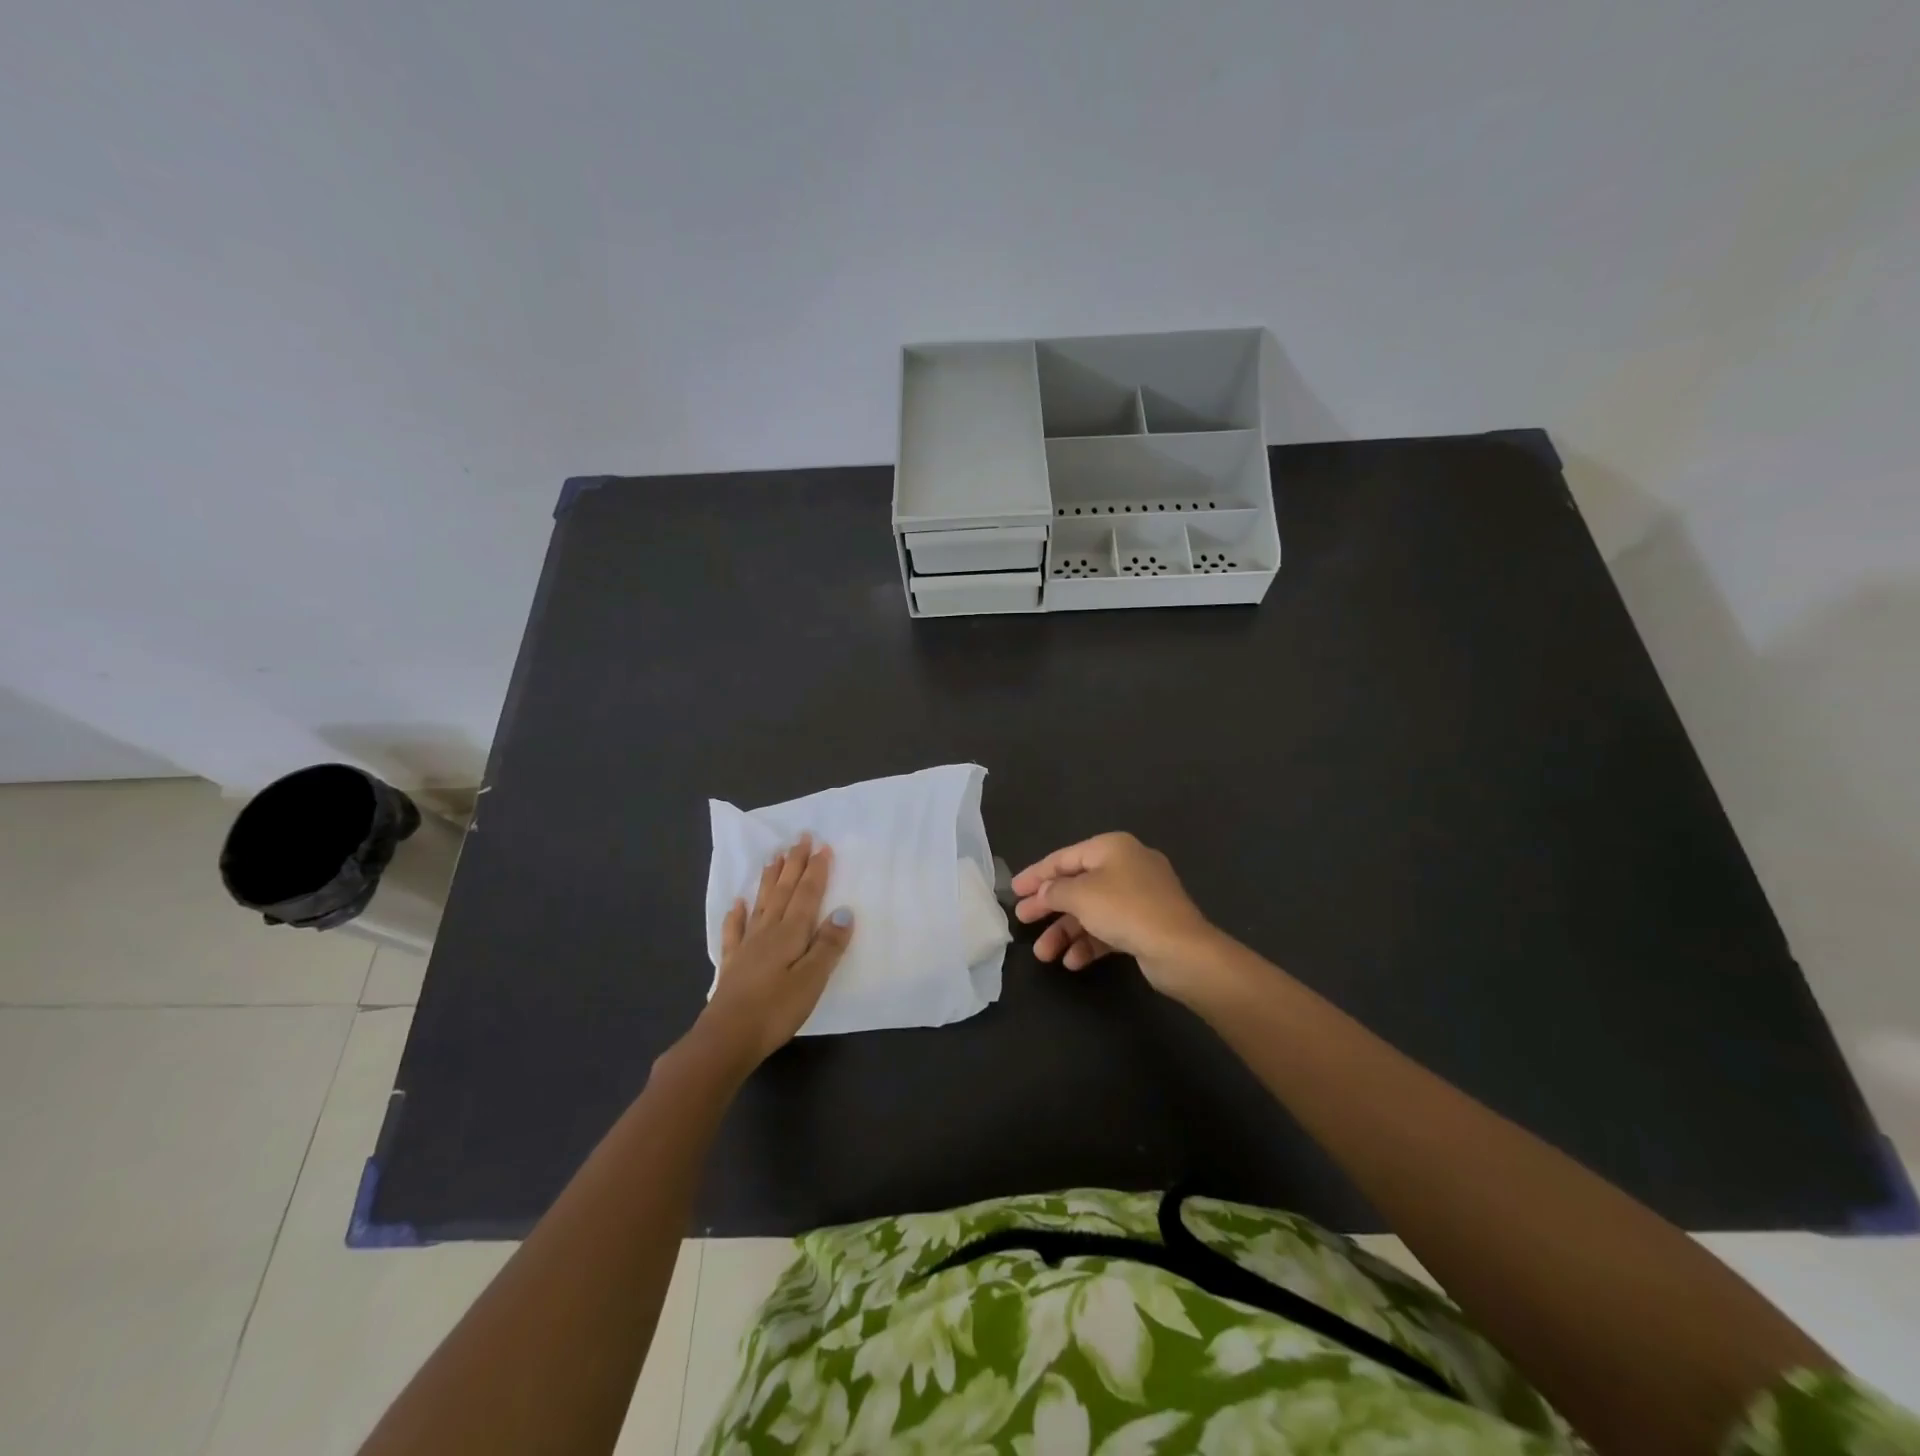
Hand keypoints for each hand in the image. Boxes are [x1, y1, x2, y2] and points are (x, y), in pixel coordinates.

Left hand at [696, 834, 853, 1067]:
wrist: (727, 1038)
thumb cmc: (775, 1010)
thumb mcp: (812, 980)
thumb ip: (828, 945)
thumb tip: (845, 911)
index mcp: (791, 933)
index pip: (807, 895)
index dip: (816, 870)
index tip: (822, 846)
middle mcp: (769, 931)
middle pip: (784, 891)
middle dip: (794, 864)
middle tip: (800, 838)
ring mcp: (748, 946)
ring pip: (762, 903)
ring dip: (770, 879)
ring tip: (775, 856)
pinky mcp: (733, 964)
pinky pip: (735, 930)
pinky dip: (737, 914)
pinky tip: (737, 902)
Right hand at [1011, 832, 1218, 997]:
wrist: (1180, 949)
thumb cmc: (1126, 910)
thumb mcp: (1081, 895)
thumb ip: (1055, 891)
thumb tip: (1044, 892)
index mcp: (1112, 847)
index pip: (1064, 858)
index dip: (1036, 874)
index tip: (1014, 891)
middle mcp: (1127, 865)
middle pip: (1077, 884)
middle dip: (1049, 907)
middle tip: (1023, 921)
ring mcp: (1139, 896)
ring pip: (1092, 910)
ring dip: (1066, 932)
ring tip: (1044, 955)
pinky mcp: (1146, 923)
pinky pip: (1109, 928)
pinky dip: (1089, 942)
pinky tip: (1073, 962)